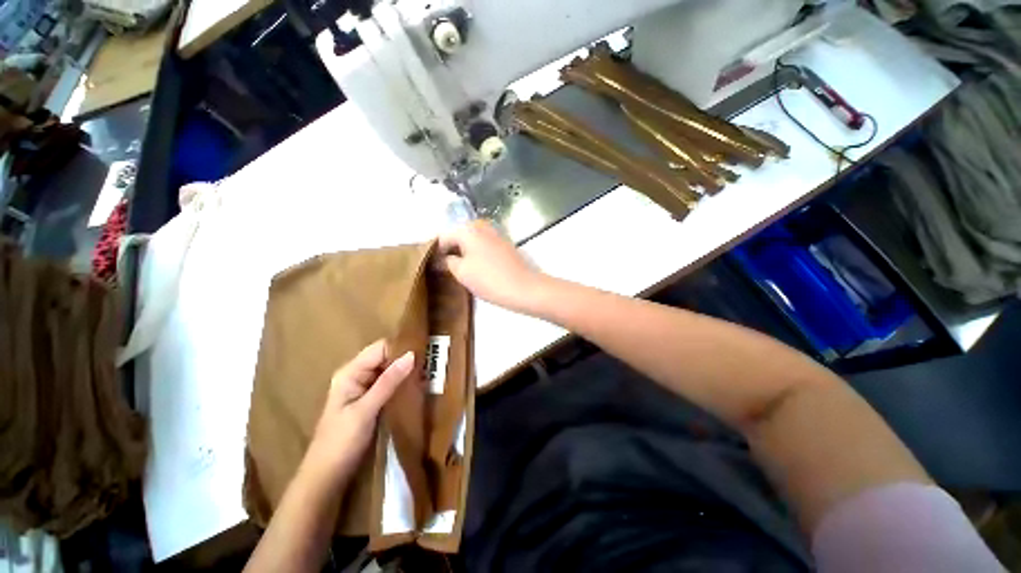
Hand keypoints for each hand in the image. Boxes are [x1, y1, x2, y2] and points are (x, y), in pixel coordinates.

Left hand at [299, 341, 414, 492]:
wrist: (327, 476)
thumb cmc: (341, 441)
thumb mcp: (365, 410)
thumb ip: (388, 382)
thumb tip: (412, 355)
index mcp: (351, 372)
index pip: (380, 348)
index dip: (401, 347)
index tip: (424, 351)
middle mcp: (357, 375)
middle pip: (386, 358)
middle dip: (406, 359)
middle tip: (431, 363)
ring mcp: (364, 388)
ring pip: (389, 371)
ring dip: (406, 372)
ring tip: (429, 372)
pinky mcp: (371, 401)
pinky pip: (390, 384)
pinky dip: (402, 384)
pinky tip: (417, 386)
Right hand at [438, 220, 548, 312]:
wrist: (523, 288)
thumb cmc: (489, 279)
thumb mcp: (461, 272)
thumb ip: (447, 261)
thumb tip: (443, 258)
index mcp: (468, 229)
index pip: (443, 238)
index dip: (435, 253)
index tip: (432, 267)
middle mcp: (481, 226)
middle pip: (458, 237)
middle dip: (451, 251)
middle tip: (446, 270)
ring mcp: (495, 234)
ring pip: (472, 241)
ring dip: (464, 253)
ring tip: (460, 271)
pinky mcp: (504, 245)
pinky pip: (484, 246)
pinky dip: (477, 254)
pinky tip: (476, 268)